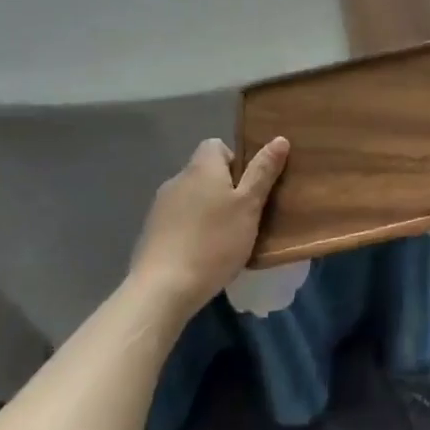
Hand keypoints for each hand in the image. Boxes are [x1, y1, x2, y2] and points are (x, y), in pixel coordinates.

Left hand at [129, 137, 288, 323]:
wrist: (161, 290)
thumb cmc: (213, 242)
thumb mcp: (249, 206)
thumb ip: (263, 172)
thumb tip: (279, 139)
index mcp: (201, 167)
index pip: (217, 145)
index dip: (236, 160)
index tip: (249, 186)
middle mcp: (177, 179)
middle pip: (205, 173)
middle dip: (225, 189)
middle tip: (244, 215)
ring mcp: (159, 207)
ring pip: (192, 198)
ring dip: (207, 211)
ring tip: (225, 239)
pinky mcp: (150, 234)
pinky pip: (178, 221)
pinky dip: (191, 230)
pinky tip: (202, 255)